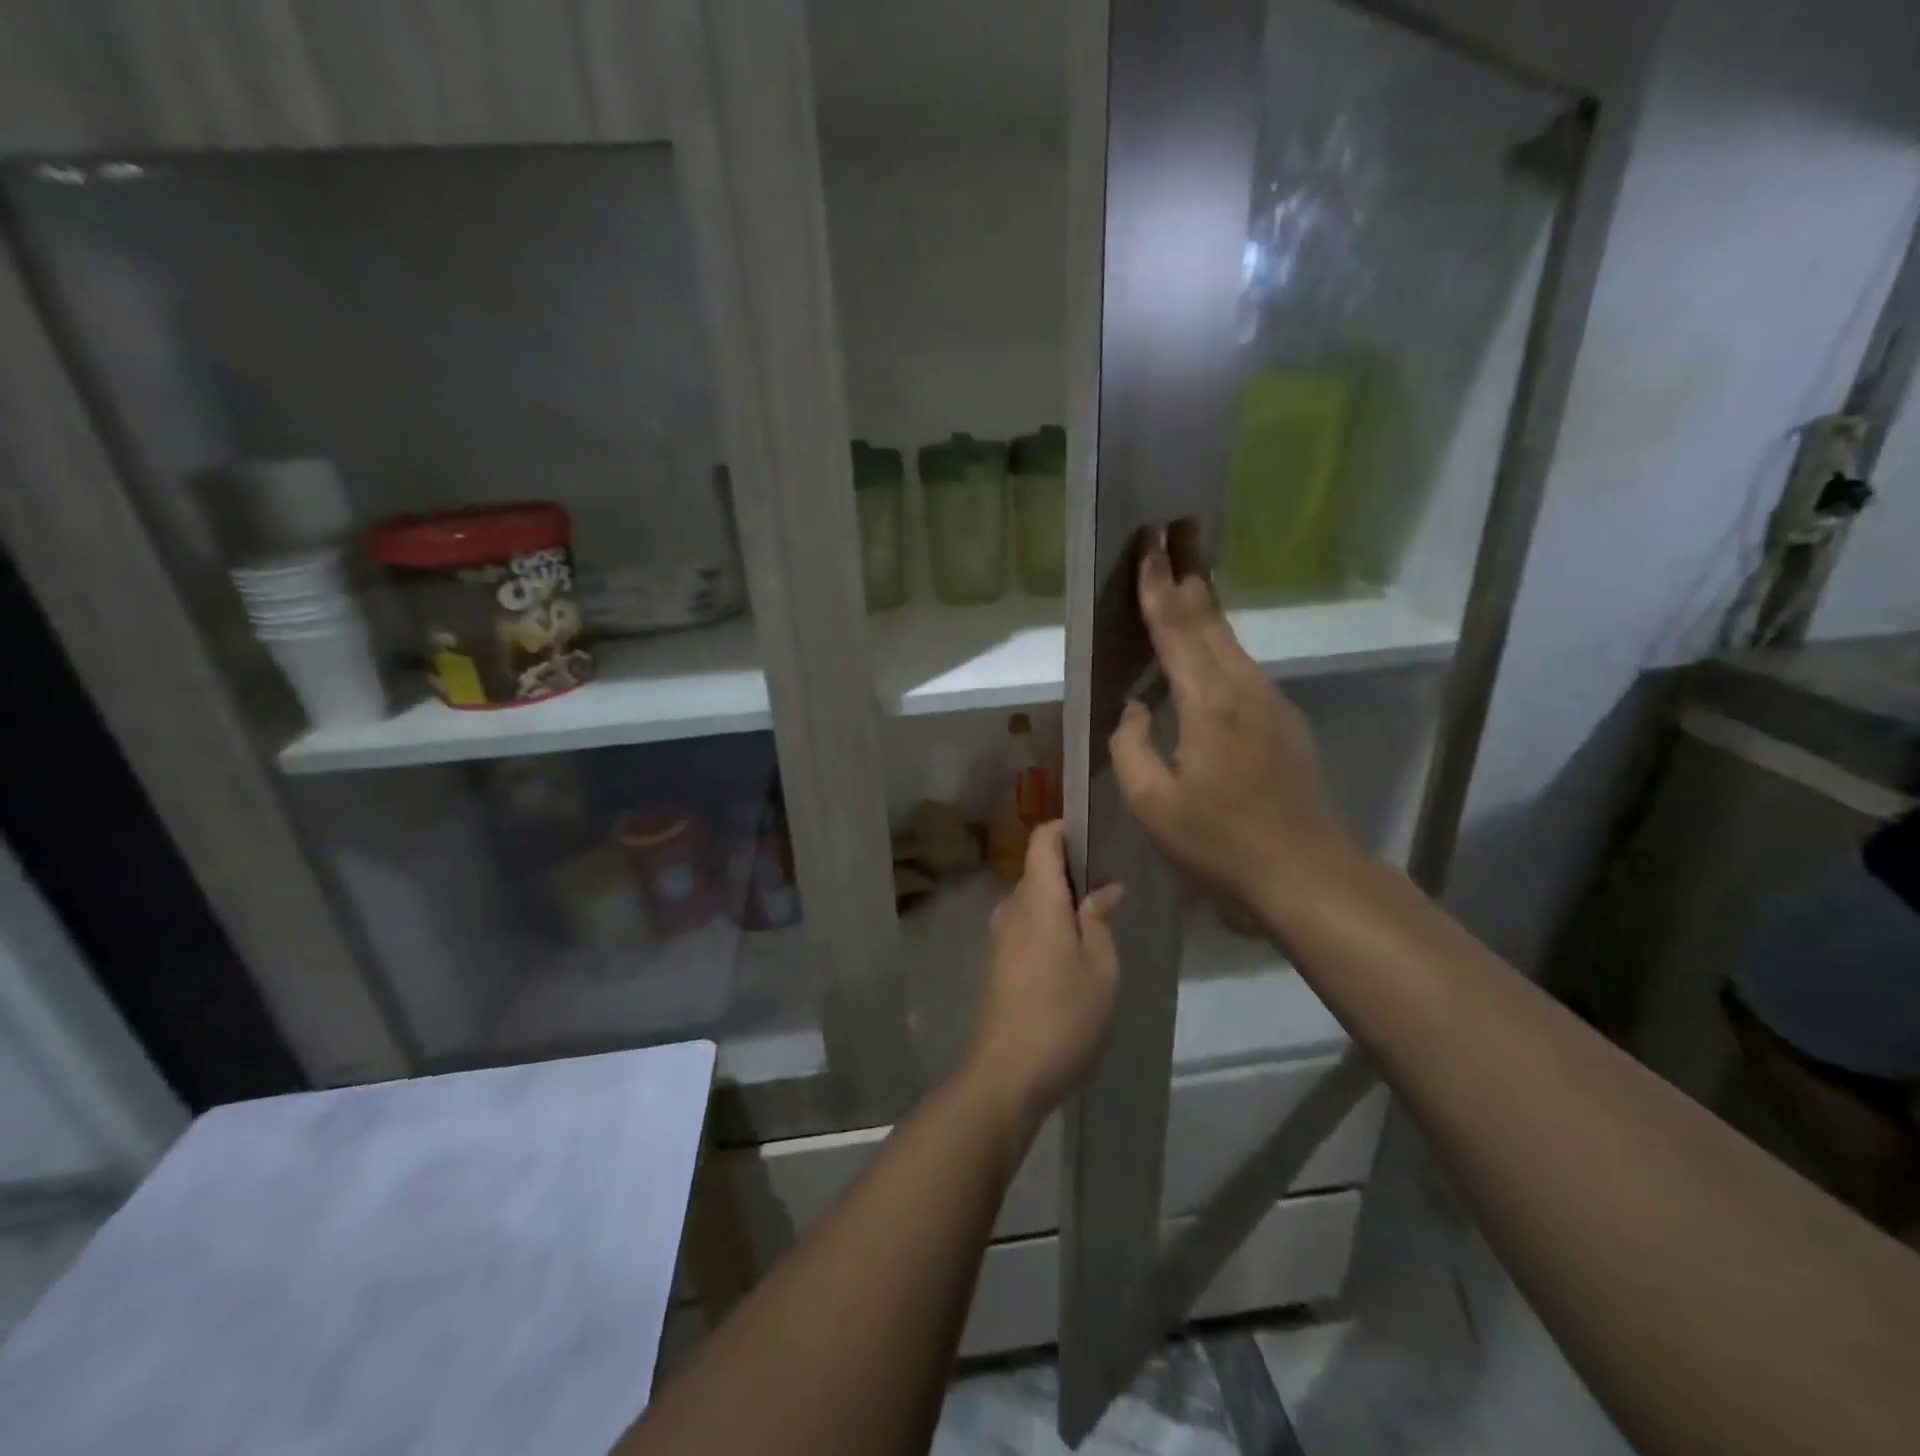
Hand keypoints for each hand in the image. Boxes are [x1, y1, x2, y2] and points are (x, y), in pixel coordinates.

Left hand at [962, 822, 1122, 1134]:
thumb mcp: (1100, 969)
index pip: (1041, 841)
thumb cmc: (1064, 1016)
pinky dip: (1048, 926)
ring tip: (1098, 924)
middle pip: (1037, 871)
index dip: (1063, 828)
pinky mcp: (997, 963)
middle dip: (1071, 872)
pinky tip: (1074, 955)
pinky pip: (1025, 927)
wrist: (1007, 1074)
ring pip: (1032, 902)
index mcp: (1037, 900)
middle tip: (1110, 888)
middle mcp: (1011, 909)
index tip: (1093, 834)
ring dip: (1060, 904)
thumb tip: (1104, 889)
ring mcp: (999, 937)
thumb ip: (1099, 921)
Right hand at [1109, 535, 1358, 913]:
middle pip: (1211, 620)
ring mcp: (1272, 705)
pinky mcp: (1284, 724)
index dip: (1158, 586)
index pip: (1176, 629)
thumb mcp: (1153, 804)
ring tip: (1188, 578)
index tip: (1149, 543)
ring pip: (1230, 642)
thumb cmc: (1220, 843)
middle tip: (1177, 530)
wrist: (1307, 875)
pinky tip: (1206, 653)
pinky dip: (1218, 646)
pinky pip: (1241, 670)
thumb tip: (1135, 709)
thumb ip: (1130, 747)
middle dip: (1191, 573)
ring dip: (1206, 607)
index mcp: (1209, 703)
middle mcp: (1245, 689)